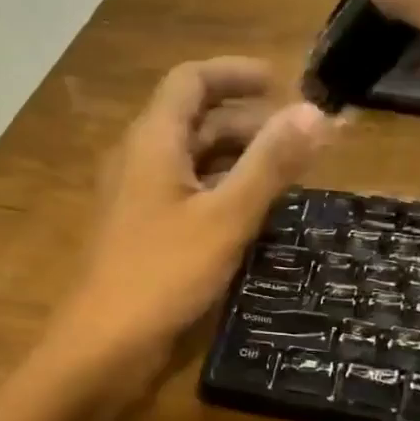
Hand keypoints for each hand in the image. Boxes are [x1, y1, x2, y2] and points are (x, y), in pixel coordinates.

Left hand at [45, 57, 331, 379]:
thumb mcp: (226, 217)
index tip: (281, 81)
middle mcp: (140, 162)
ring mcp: (138, 202)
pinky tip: (251, 217)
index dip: (234, 73)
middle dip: (247, 122)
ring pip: (191, 163)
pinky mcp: (142, 237)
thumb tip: (316, 112)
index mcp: (152, 142)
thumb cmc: (162, 274)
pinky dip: (220, 194)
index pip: (190, 81)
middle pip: (194, 122)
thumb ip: (270, 164)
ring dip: (236, 160)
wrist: (102, 346)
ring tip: (285, 176)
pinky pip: (186, 198)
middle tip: (297, 140)